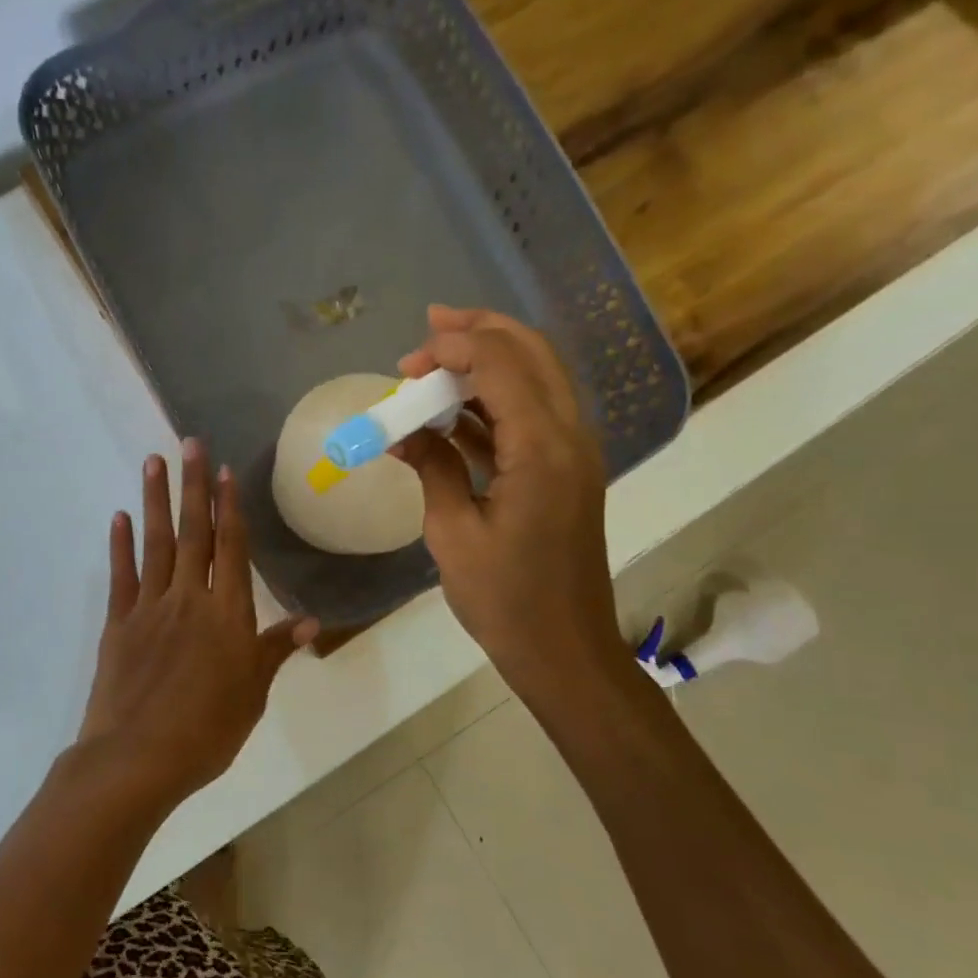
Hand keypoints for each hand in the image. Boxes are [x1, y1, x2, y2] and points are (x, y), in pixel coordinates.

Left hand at [74, 438, 317, 812]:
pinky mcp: (118, 624)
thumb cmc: (207, 730)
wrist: (138, 759)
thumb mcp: (253, 693)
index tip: (224, 470)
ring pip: (156, 544)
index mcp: (227, 614)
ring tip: (153, 462)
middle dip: (193, 486)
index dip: (229, 507)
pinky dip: (120, 545)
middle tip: (188, 443)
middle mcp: (189, 599)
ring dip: (156, 501)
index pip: (231, 548)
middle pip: (194, 533)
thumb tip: (312, 620)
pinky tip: (120, 518)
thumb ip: (276, 650)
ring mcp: (149, 608)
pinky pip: (122, 576)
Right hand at [394, 306, 628, 694]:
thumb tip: (403, 432)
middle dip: (480, 332)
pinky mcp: (565, 471)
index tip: (405, 365)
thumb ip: (431, 467)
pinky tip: (449, 415)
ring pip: (536, 378)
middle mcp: (570, 436)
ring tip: (432, 367)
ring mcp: (574, 453)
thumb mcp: (452, 532)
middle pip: (532, 353)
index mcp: (543, 449)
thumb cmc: (505, 600)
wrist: (564, 650)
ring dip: (487, 364)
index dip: (452, 348)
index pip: (501, 364)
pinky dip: (493, 403)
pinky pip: (531, 416)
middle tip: (430, 326)